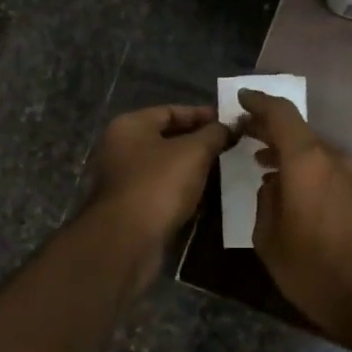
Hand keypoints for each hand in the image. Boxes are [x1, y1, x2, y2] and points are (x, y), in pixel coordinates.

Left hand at [88, 104, 231, 245]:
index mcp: (130, 126)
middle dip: (199, 141)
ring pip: (165, 166)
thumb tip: (231, 125)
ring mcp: (123, 179)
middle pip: (167, 138)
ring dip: (192, 168)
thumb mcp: (194, 152)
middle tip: (231, 146)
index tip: (230, 123)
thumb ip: (214, 134)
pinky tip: (205, 195)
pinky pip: (161, 190)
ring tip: (224, 169)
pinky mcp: (130, 206)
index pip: (171, 111)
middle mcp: (121, 148)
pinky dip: (182, 189)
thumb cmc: (159, 185)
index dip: (202, 115)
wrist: (127, 241)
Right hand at [238, 89, 351, 351]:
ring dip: (288, 152)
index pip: (281, 114)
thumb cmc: (318, 271)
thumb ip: (265, 204)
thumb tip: (272, 187)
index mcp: (307, 162)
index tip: (241, 99)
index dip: (259, 102)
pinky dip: (306, 171)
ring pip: (315, 153)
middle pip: (298, 132)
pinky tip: (293, 191)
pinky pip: (328, 171)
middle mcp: (334, 160)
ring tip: (262, 162)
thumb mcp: (271, 241)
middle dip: (269, 129)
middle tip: (244, 132)